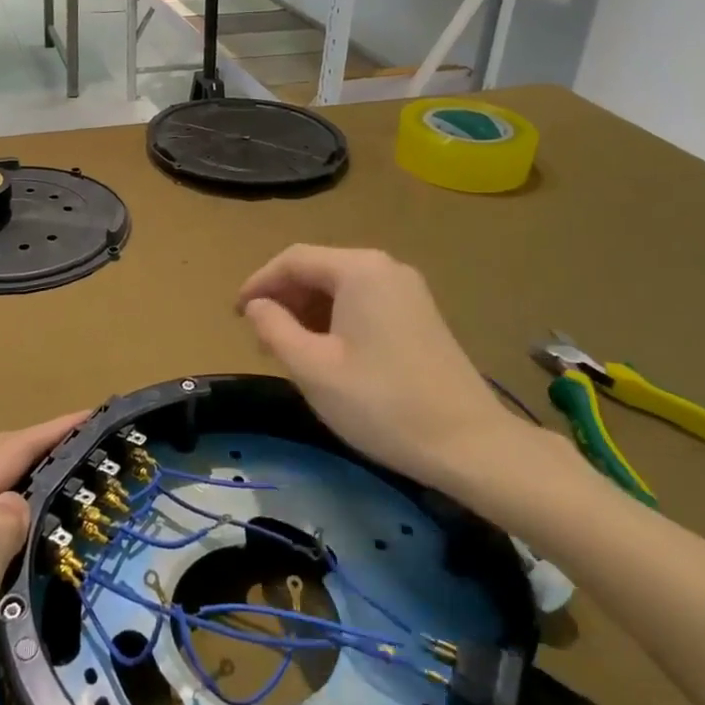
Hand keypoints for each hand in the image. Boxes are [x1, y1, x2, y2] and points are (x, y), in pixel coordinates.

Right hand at [237, 245, 567, 509]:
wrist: (468, 444)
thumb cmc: (381, 404)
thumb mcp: (312, 368)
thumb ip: (274, 328)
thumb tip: (256, 306)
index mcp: (359, 269)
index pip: (294, 260)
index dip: (258, 283)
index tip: (236, 315)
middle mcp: (386, 267)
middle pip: (319, 269)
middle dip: (284, 298)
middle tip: (260, 338)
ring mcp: (408, 290)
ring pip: (342, 287)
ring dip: (308, 311)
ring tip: (288, 349)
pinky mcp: (420, 314)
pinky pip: (364, 302)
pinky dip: (335, 319)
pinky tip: (327, 353)